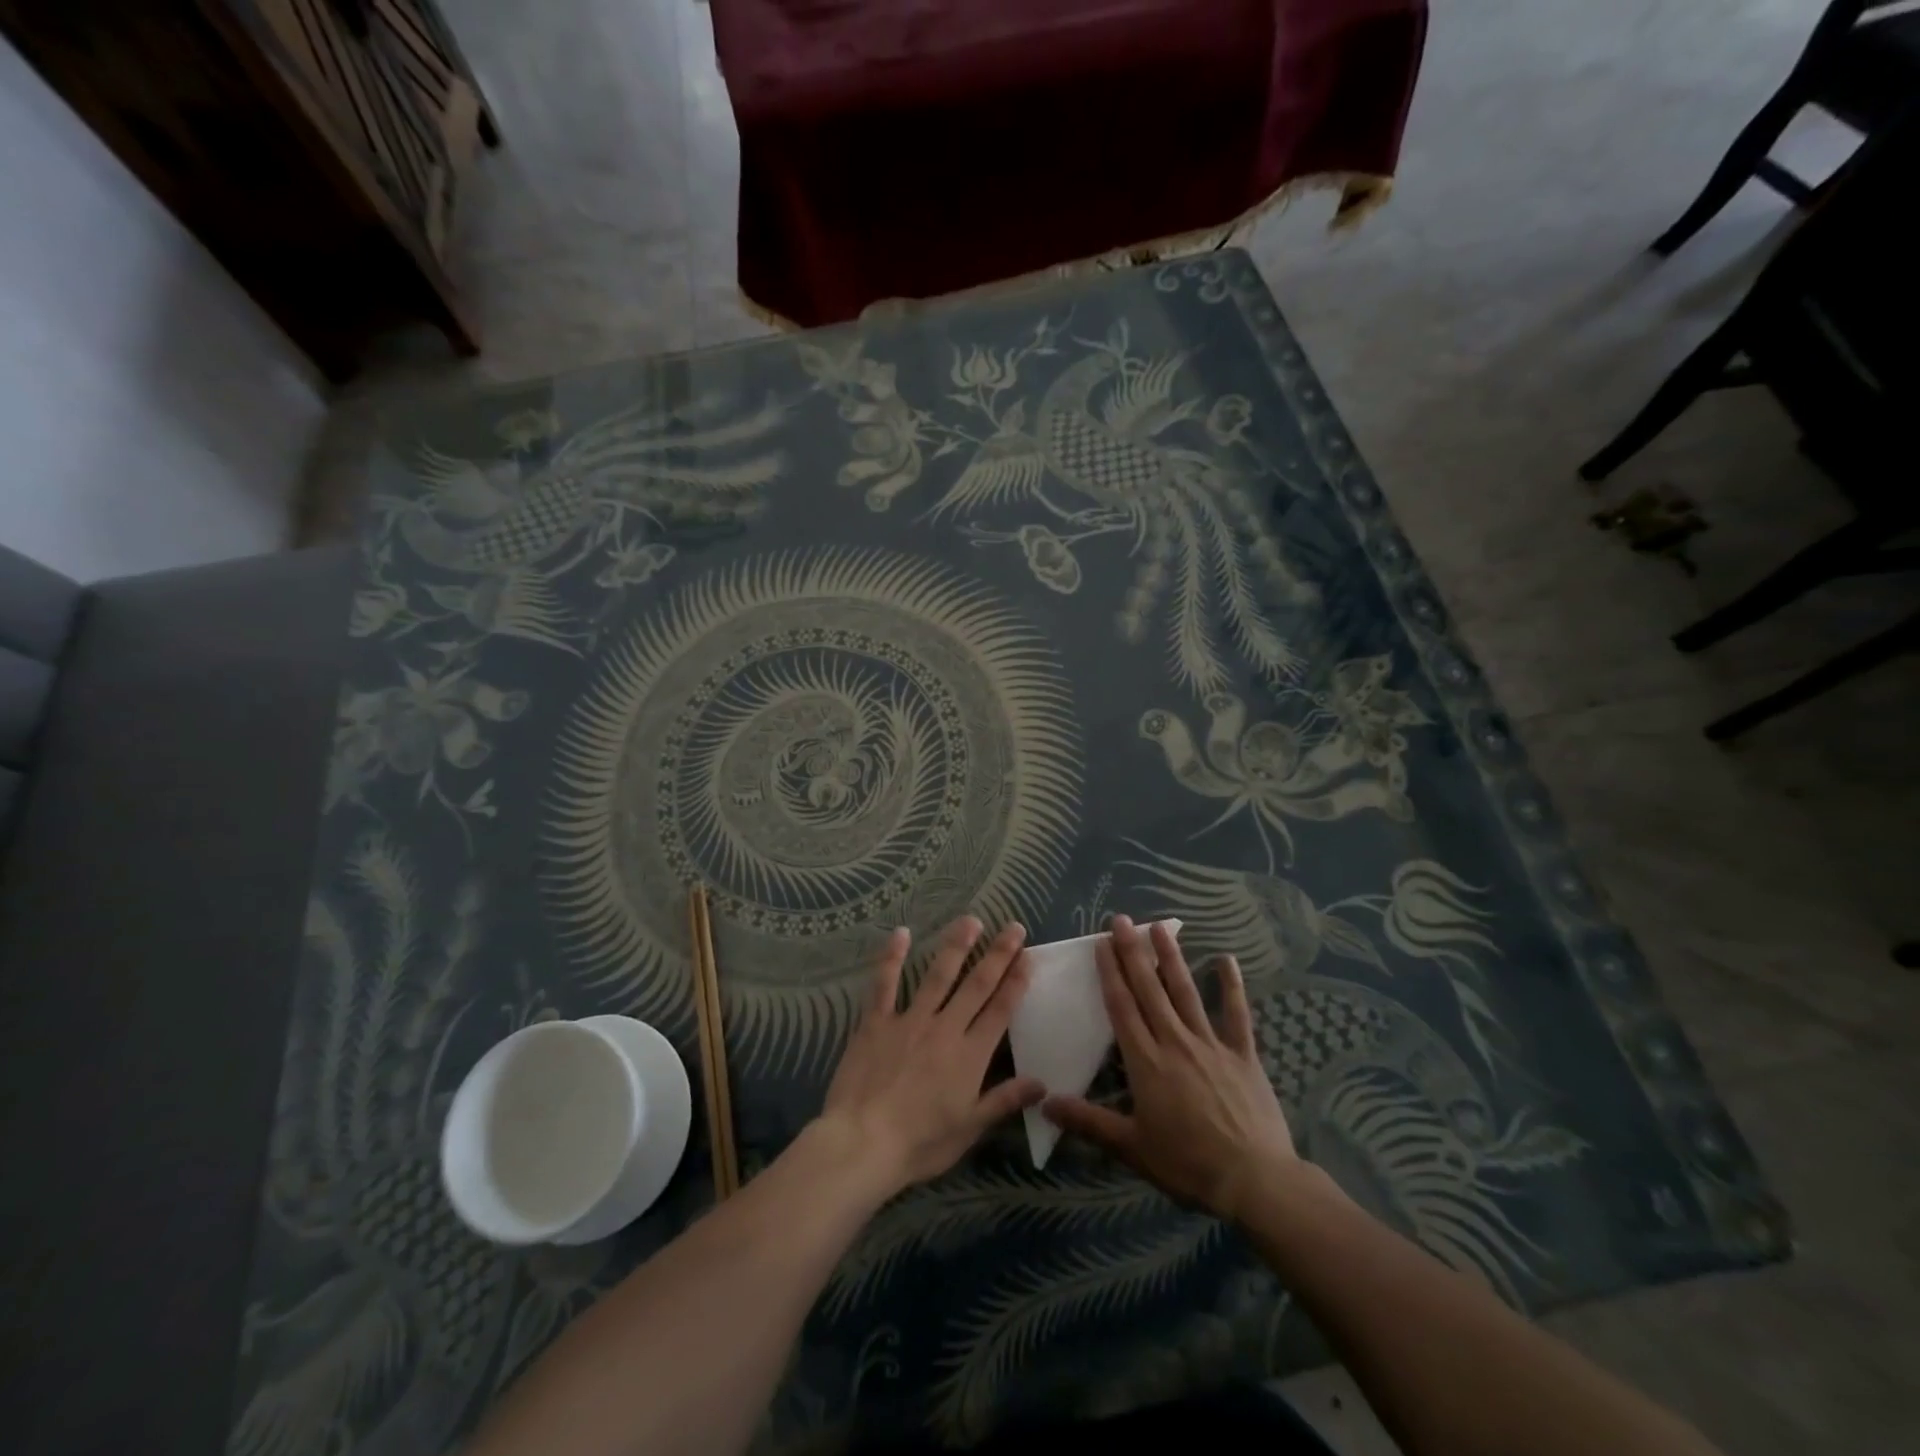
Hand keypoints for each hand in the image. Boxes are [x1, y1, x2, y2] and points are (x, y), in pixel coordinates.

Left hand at [815, 917, 1043, 1197]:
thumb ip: (1004, 1101)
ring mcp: (909, 1020)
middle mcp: (945, 1028)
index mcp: (970, 1055)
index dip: (1016, 982)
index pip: (1000, 1011)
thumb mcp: (969, 1129)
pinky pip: (885, 984)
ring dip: (956, 946)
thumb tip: (1042, 1083)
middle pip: (976, 985)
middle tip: (1013, 927)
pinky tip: (900, 933)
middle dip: (998, 954)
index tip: (1028, 957)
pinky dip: (892, 958)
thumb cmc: (920, 1143)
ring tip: (970, 920)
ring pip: (938, 976)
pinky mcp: (876, 1022)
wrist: (863, 1143)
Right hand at [1045, 916, 1298, 1221]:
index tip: (1101, 943)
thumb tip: (1044, 1103)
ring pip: (1186, 992)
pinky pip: (1237, 1014)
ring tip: (1160, 926)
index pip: (1122, 1007)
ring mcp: (1211, 1044)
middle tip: (1122, 920)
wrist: (1255, 1180)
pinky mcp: (1243, 1054)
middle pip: (1149, 989)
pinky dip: (1231, 986)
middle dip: (1133, 953)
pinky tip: (1226, 959)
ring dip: (1171, 958)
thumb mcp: (1131, 1147)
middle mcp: (1175, 1042)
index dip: (1110, 973)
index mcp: (1146, 1061)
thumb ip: (1088, 1121)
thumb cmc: (1187, 1164)